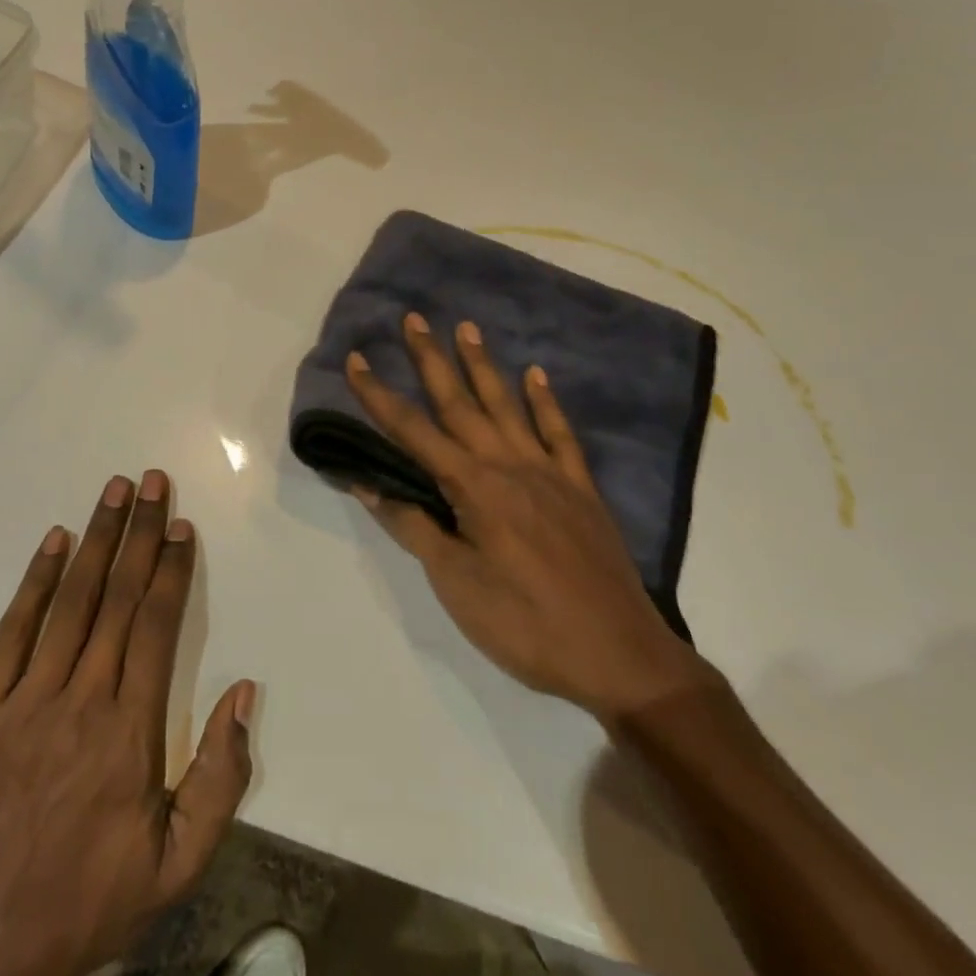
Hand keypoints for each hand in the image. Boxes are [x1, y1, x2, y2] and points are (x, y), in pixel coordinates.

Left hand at [0, 471, 255, 975]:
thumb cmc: (99, 892)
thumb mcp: (181, 860)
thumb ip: (222, 777)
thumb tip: (245, 691)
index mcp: (129, 734)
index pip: (156, 627)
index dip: (171, 570)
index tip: (180, 526)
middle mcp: (79, 704)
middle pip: (117, 599)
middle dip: (139, 534)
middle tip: (153, 482)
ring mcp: (24, 705)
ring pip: (70, 604)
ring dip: (96, 540)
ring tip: (115, 491)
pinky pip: (13, 634)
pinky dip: (36, 582)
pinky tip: (56, 540)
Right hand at [346, 313, 708, 724]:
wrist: (619, 656)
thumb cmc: (525, 625)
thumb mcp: (456, 584)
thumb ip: (413, 527)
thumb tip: (367, 484)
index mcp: (473, 487)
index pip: (412, 431)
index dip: (379, 395)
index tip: (356, 360)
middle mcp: (508, 464)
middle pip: (459, 403)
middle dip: (431, 360)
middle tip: (414, 319)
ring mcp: (549, 472)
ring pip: (507, 406)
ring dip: (483, 366)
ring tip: (466, 327)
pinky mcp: (580, 488)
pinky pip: (560, 434)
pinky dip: (547, 402)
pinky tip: (537, 375)